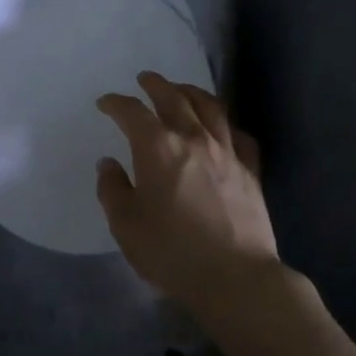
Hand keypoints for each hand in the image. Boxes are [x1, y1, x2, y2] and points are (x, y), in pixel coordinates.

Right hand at [95, 73, 280, 313]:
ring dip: (192, 93)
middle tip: (145, 79)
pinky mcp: (250, 170)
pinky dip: (226, 124)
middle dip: (156, 85)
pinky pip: (238, 135)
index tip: (106, 103)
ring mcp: (226, 151)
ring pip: (210, 108)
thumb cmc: (171, 251)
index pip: (132, 112)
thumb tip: (108, 164)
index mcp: (157, 147)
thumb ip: (112, 189)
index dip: (116, 103)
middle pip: (174, 98)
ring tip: (182, 90)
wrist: (234, 276)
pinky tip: (222, 127)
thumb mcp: (125, 224)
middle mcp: (193, 138)